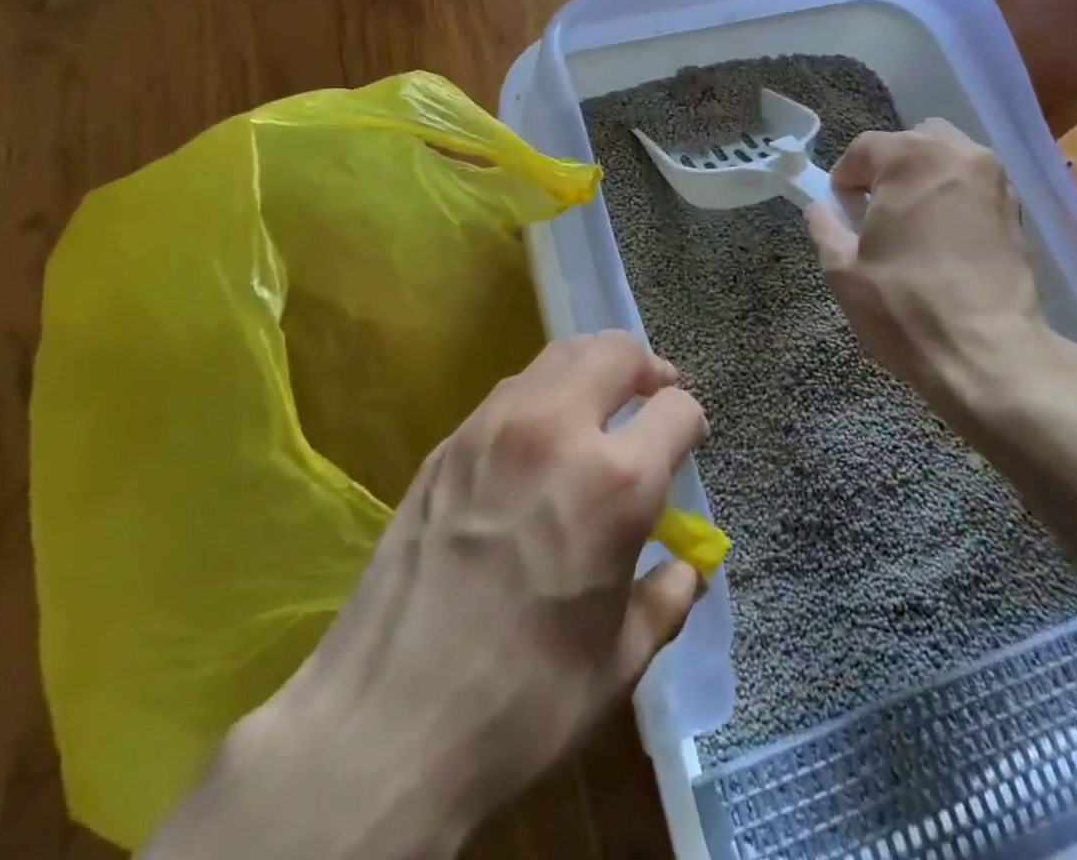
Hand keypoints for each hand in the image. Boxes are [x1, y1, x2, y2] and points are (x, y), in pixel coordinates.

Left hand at [180, 332, 708, 859]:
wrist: (386, 726)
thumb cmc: (523, 703)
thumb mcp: (620, 660)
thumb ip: (666, 597)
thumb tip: (688, 568)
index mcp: (615, 481)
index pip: (675, 409)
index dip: (691, 422)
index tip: (688, 440)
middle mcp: (557, 429)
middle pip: (615, 351)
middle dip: (646, 366)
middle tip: (653, 393)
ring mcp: (494, 426)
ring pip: (559, 355)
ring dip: (593, 368)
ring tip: (600, 402)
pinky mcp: (449, 440)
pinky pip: (512, 390)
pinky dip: (544, 393)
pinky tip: (541, 437)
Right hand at [805, 120, 1076, 423]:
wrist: (988, 354)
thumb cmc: (904, 306)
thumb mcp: (842, 269)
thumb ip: (825, 227)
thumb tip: (819, 209)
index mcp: (912, 159)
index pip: (865, 147)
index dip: (845, 176)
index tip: (839, 209)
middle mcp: (959, 156)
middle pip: (913, 141)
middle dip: (889, 167)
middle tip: (874, 210)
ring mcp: (996, 182)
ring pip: (949, 159)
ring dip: (924, 178)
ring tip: (910, 223)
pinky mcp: (1017, 212)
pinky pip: (974, 186)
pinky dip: (953, 197)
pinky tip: (942, 238)